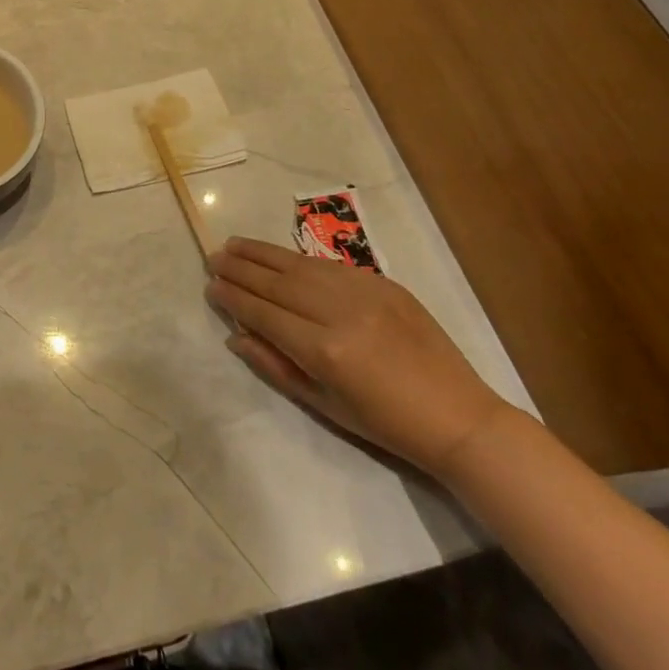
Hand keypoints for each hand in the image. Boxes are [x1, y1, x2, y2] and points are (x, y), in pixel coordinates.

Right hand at [206, 236, 508, 479]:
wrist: (458, 417)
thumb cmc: (386, 425)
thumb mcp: (325, 406)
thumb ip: (276, 366)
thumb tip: (237, 336)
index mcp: (325, 351)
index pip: (264, 314)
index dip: (234, 299)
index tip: (210, 286)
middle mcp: (340, 314)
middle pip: (277, 283)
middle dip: (241, 269)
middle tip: (213, 256)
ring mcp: (364, 293)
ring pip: (300, 265)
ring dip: (263, 253)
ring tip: (234, 244)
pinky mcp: (383, 283)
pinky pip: (329, 266)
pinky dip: (298, 259)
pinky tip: (279, 255)